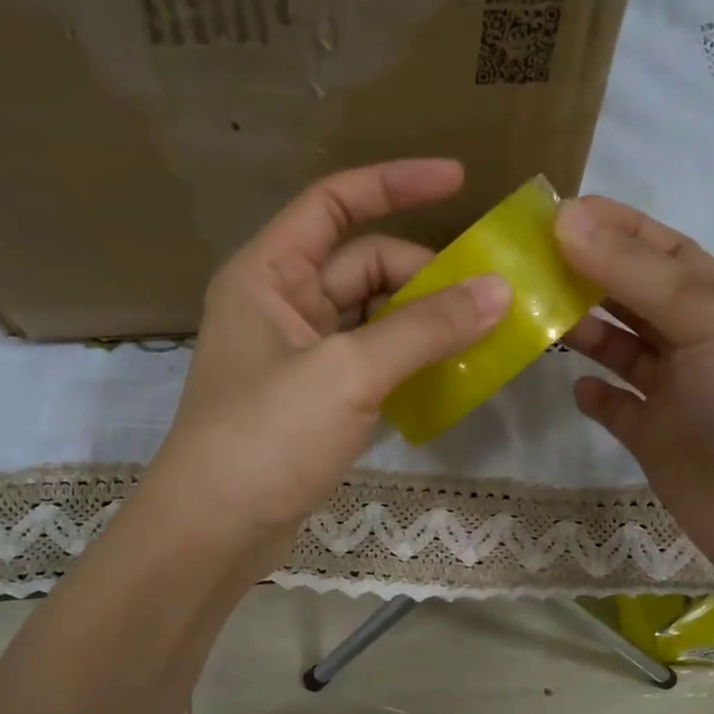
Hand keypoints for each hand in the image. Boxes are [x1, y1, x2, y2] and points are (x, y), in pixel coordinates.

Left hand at [137, 160, 510, 575]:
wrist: (214, 532)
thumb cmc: (267, 436)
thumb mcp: (348, 373)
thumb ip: (424, 329)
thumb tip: (498, 291)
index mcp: (268, 273)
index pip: (334, 203)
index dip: (394, 184)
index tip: (459, 180)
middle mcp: (280, 305)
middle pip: (363, 265)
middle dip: (425, 274)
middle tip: (492, 294)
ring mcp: (299, 357)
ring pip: (373, 319)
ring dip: (424, 322)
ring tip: (488, 331)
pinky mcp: (315, 401)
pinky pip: (372, 363)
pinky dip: (410, 363)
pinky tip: (454, 373)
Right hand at [555, 196, 713, 591]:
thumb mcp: (704, 317)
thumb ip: (632, 271)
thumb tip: (564, 219)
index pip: (656, 247)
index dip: (610, 226)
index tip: (551, 214)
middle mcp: (691, 338)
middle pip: (629, 294)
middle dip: (584, 275)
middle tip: (525, 266)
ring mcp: (672, 391)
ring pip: (618, 347)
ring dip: (582, 331)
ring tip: (537, 319)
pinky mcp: (654, 438)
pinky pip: (616, 406)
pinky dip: (595, 394)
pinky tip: (577, 386)